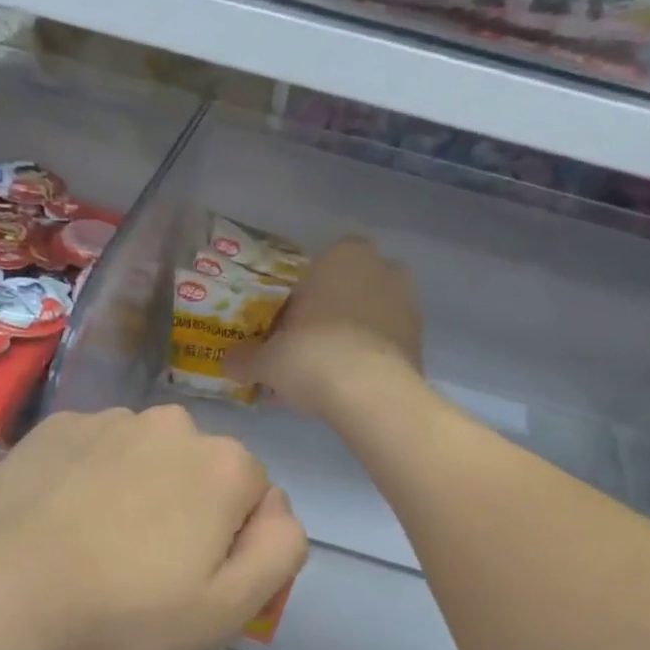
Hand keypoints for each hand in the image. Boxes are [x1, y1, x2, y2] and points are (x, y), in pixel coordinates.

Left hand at [0, 407, 306, 649]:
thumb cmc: (121, 611)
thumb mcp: (226, 608)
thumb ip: (280, 551)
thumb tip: (278, 510)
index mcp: (224, 465)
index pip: (256, 500)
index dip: (231, 546)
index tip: (191, 583)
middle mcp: (174, 424)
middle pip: (202, 473)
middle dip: (189, 513)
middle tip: (144, 570)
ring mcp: (110, 419)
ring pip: (149, 459)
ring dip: (140, 493)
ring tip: (97, 547)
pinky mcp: (57, 426)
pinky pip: (97, 452)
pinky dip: (92, 479)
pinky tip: (62, 520)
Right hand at [228, 238, 422, 415]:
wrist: (369, 394)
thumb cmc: (311, 356)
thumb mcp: (266, 360)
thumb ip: (245, 358)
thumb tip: (228, 362)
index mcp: (343, 255)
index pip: (318, 266)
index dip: (300, 297)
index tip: (287, 326)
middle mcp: (382, 268)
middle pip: (347, 290)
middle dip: (330, 314)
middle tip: (305, 348)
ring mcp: (408, 303)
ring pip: (370, 316)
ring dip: (351, 336)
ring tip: (326, 372)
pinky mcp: (421, 340)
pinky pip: (386, 343)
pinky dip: (370, 357)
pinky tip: (349, 385)